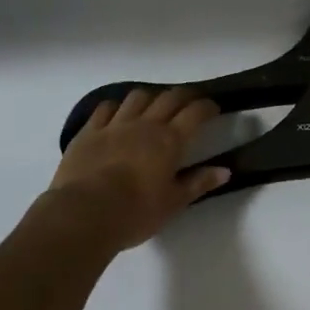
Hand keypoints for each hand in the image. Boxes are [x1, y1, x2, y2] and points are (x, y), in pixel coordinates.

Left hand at [48, 88, 228, 251]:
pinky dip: (115, 107)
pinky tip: (116, 113)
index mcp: (169, 140)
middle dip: (184, 96)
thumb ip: (198, 183)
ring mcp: (115, 124)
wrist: (84, 213)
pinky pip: (105, 108)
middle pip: (169, 98)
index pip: (195, 113)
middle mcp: (145, 124)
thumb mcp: (173, 204)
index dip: (207, 107)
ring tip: (153, 106)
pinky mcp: (90, 131)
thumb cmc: (135, 213)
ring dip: (150, 97)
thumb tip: (224, 170)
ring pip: (137, 96)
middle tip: (190, 103)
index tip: (213, 108)